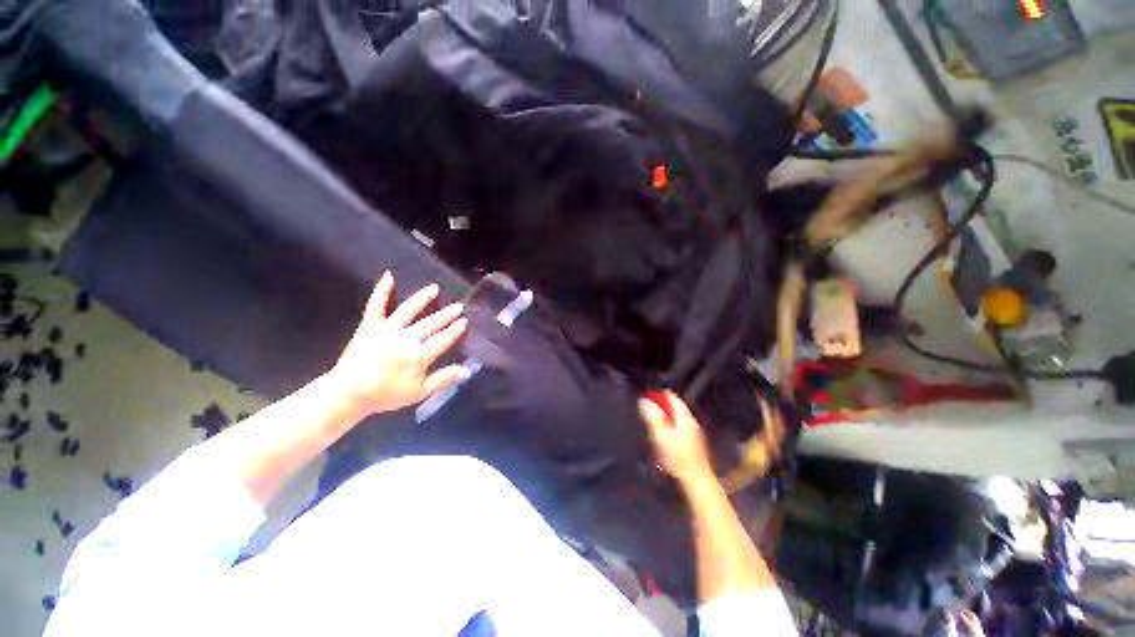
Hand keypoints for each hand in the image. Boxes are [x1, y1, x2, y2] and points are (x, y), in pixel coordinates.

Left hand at [328, 272, 468, 415]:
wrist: (348, 393)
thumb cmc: (386, 395)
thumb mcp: (419, 392)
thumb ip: (444, 378)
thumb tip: (467, 370)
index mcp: (418, 356)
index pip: (443, 339)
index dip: (455, 330)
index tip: (464, 321)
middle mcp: (405, 339)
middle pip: (431, 324)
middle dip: (446, 314)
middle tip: (459, 306)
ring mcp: (387, 330)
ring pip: (409, 310)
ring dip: (423, 298)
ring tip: (434, 288)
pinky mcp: (369, 326)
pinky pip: (376, 305)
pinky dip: (382, 290)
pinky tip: (389, 276)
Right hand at [638, 392, 713, 483]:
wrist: (695, 481)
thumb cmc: (677, 458)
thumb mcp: (660, 435)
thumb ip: (652, 417)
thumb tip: (644, 401)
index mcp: (684, 417)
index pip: (671, 397)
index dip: (658, 396)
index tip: (646, 400)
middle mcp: (691, 422)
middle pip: (673, 408)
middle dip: (660, 409)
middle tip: (647, 415)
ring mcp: (693, 434)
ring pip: (676, 419)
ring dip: (663, 420)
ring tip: (652, 428)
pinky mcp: (692, 445)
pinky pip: (678, 430)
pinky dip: (669, 430)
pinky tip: (662, 441)